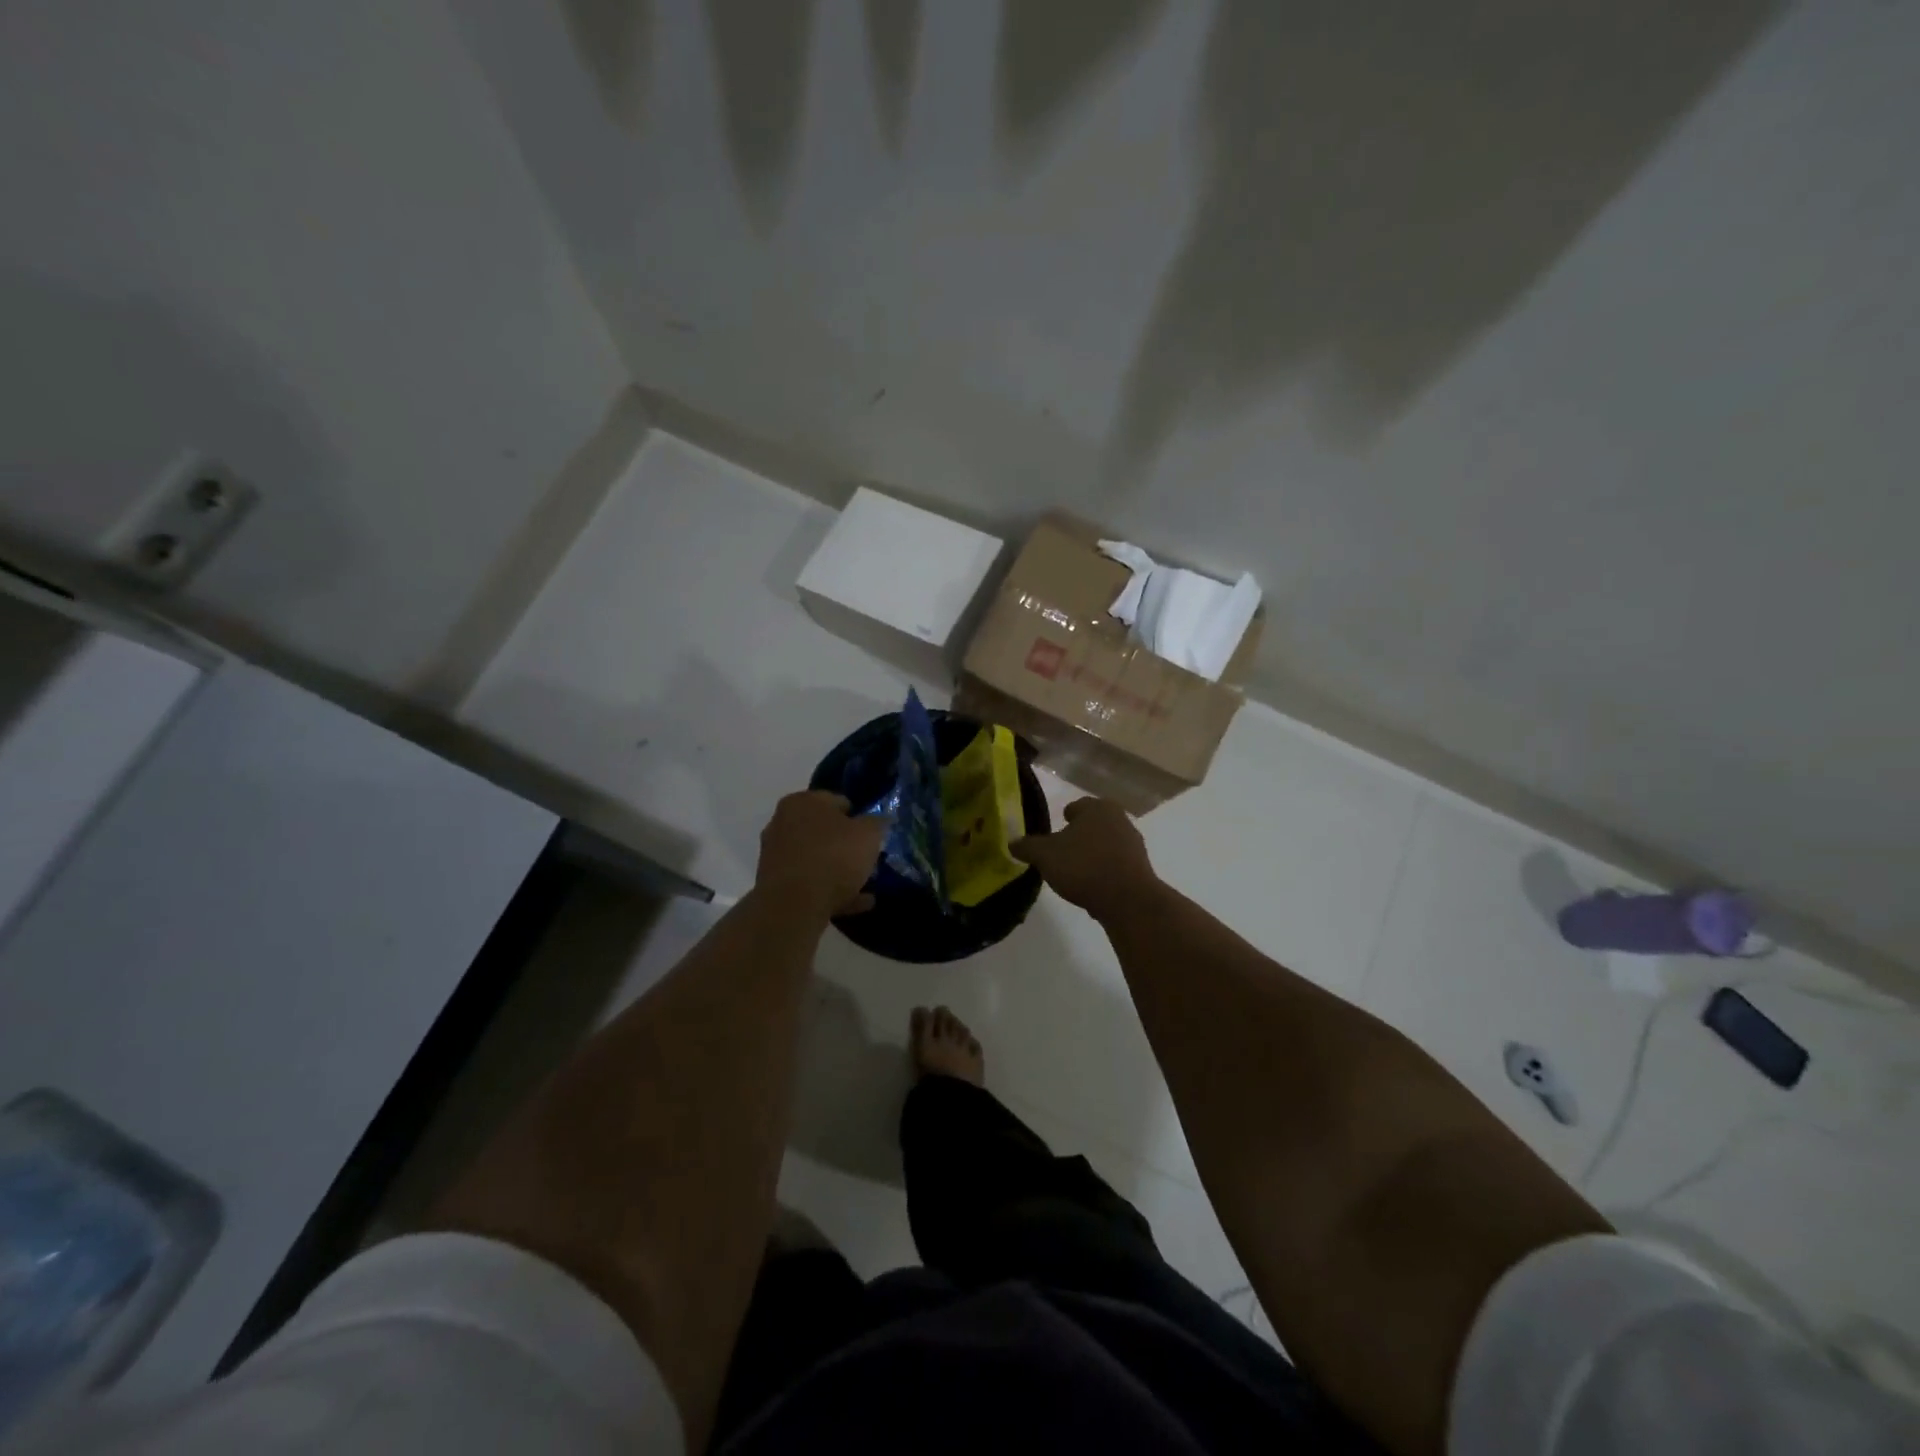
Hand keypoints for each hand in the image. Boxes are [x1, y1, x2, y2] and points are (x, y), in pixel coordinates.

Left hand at [755, 791, 887, 917]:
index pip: (837, 801)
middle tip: (867, 858)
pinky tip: (856, 903)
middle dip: (845, 844)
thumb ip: (876, 823)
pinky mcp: (776, 885)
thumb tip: (878, 821)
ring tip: (865, 885)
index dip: (858, 816)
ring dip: (839, 870)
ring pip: (816, 859)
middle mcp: (783, 823)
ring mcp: (776, 855)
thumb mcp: (869, 834)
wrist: (794, 906)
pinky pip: (810, 884)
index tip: (873, 833)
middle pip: (823, 831)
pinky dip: (831, 891)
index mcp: (802, 802)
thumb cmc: (833, 857)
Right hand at [1011, 798, 1158, 920]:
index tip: (1055, 828)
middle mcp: (1120, 819)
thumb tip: (1011, 842)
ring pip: (1106, 844)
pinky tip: (1091, 886)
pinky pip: (1115, 865)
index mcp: (1098, 808)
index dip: (1065, 816)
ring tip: (1075, 870)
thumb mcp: (1045, 855)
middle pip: (1094, 824)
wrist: (1128, 900)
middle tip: (1062, 849)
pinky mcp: (1141, 868)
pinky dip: (1103, 871)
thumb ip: (1027, 846)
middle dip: (1080, 835)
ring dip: (1092, 853)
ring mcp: (1134, 844)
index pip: (1078, 805)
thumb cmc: (1083, 866)